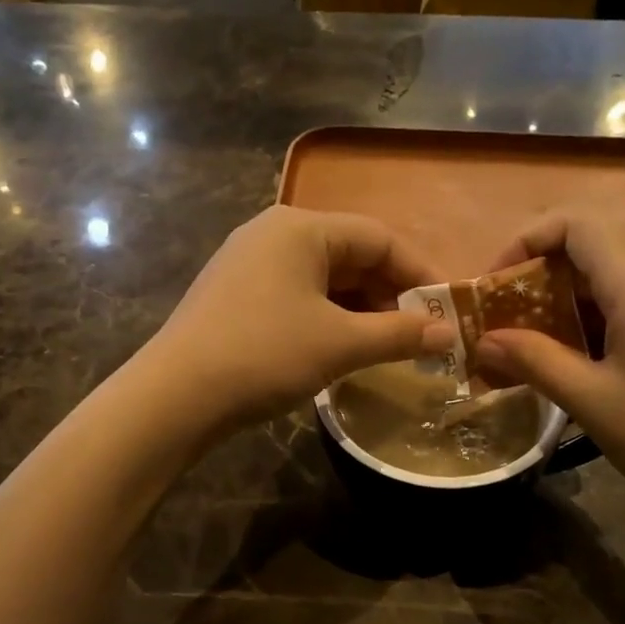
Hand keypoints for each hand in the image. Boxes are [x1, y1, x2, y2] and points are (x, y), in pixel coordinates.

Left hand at [146, 206, 455, 431]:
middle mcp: (273, 234)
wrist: (175, 395)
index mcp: (301, 228)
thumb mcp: (340, 345)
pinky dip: (328, 318)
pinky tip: (342, 348)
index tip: (449, 310)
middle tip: (421, 333)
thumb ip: (398, 335)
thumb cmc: (265, 354)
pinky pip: (298, 297)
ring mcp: (248, 264)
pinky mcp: (234, 296)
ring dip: (360, 310)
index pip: (380, 237)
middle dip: (390, 294)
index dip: (421, 273)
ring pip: (324, 279)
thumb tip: (447, 334)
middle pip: (351, 255)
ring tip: (387, 346)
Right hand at [473, 211, 624, 526]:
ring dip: (566, 294)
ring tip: (534, 339)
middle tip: (508, 316)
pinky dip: (595, 312)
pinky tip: (580, 357)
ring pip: (613, 270)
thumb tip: (483, 341)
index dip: (525, 241)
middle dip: (539, 269)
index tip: (495, 286)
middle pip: (592, 241)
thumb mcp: (593, 401)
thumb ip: (535, 361)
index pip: (575, 223)